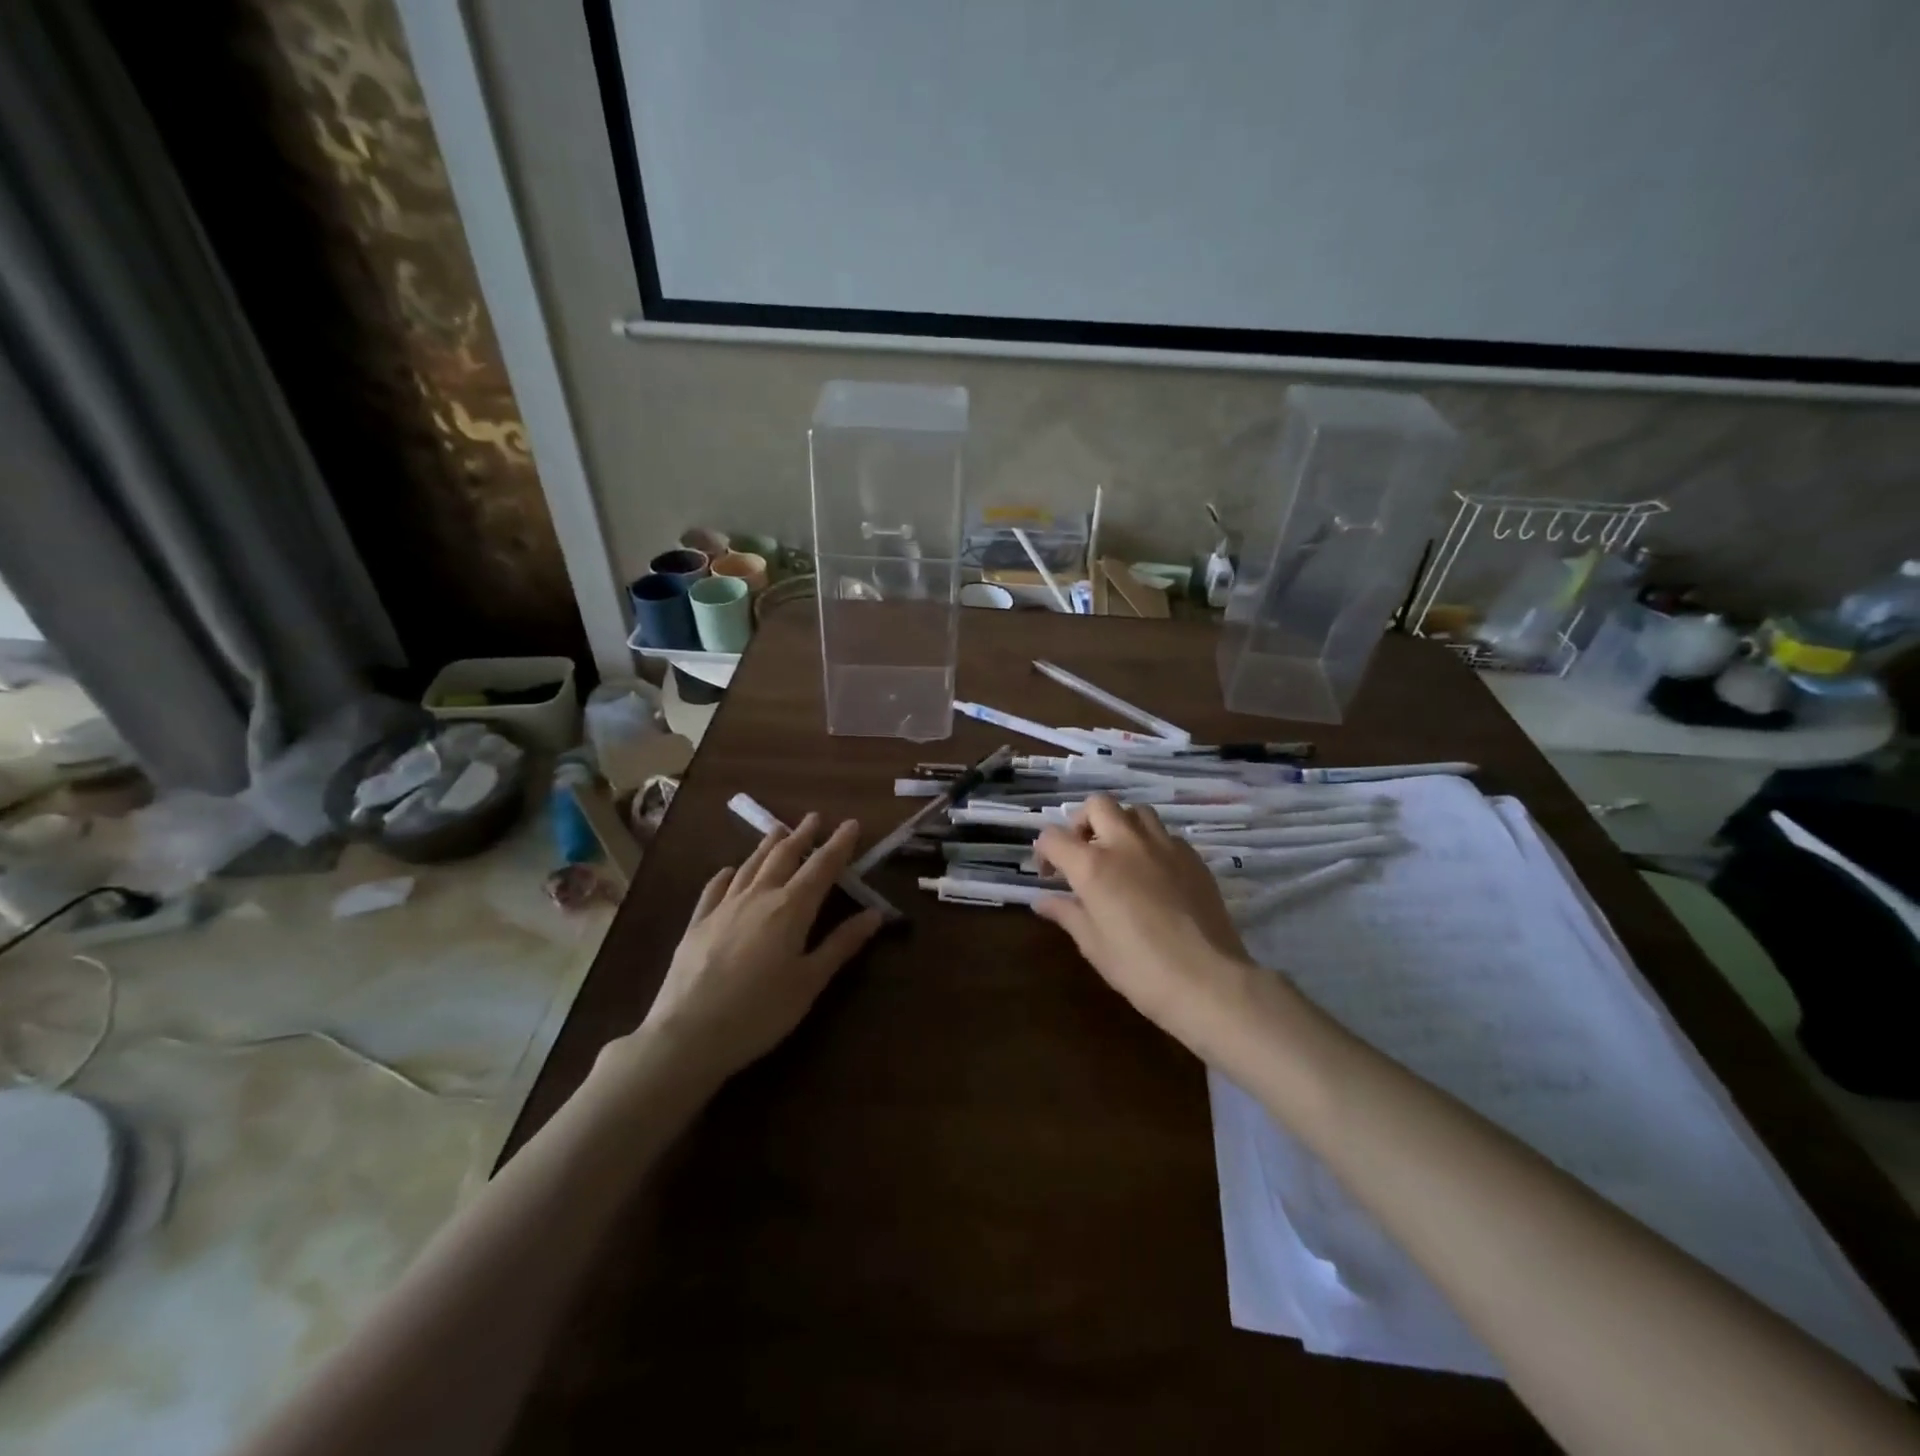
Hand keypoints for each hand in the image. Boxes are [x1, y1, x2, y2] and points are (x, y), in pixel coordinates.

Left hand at [634, 814, 883, 1085]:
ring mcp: (723, 907)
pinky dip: (727, 874)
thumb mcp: (810, 982)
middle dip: (802, 835)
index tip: (851, 823)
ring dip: (767, 845)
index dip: (839, 844)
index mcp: (791, 909)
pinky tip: (729, 870)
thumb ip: (841, 944)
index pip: (822, 867)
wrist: (688, 1034)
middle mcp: (758, 897)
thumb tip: (875, 914)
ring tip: (779, 829)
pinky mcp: (697, 924)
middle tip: (815, 817)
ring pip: (750, 865)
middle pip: (784, 857)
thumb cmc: (760, 1012)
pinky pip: (714, 888)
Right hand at [1033, 795, 1281, 1058]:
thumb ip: (1067, 914)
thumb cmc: (1140, 969)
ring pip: (1135, 811)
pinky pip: (1165, 835)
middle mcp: (1126, 843)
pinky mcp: (1193, 857)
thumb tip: (1043, 901)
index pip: (1054, 837)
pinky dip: (1151, 844)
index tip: (1049, 875)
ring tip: (1119, 856)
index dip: (1044, 851)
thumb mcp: (1093, 946)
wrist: (1209, 981)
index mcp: (1093, 865)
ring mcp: (1164, 846)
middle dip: (1082, 823)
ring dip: (1120, 825)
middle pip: (1098, 805)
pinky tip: (1153, 873)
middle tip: (1083, 852)